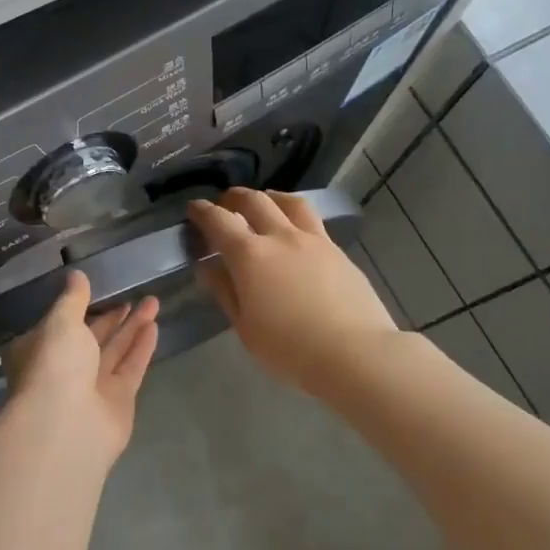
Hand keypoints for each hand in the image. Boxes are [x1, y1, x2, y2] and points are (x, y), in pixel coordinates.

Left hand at [5, 272, 159, 461]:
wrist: (67, 425)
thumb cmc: (54, 365)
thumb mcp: (60, 322)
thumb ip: (73, 298)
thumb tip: (76, 274)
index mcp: (40, 350)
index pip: (61, 325)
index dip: (80, 307)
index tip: (100, 288)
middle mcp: (64, 369)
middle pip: (92, 338)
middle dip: (112, 316)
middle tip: (134, 293)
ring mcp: (92, 387)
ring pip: (115, 351)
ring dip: (133, 327)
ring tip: (153, 301)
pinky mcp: (118, 401)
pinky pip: (131, 368)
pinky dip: (141, 347)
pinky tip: (154, 325)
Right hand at [189, 188, 397, 397]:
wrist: (355, 353)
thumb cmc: (290, 349)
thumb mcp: (246, 328)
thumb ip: (225, 292)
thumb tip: (208, 268)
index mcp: (250, 255)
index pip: (219, 221)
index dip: (203, 211)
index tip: (195, 208)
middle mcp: (280, 237)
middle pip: (255, 201)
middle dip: (234, 197)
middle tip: (225, 203)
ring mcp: (313, 240)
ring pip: (289, 202)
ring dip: (269, 197)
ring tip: (264, 203)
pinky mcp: (337, 250)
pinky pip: (312, 220)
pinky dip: (295, 215)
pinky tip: (295, 231)